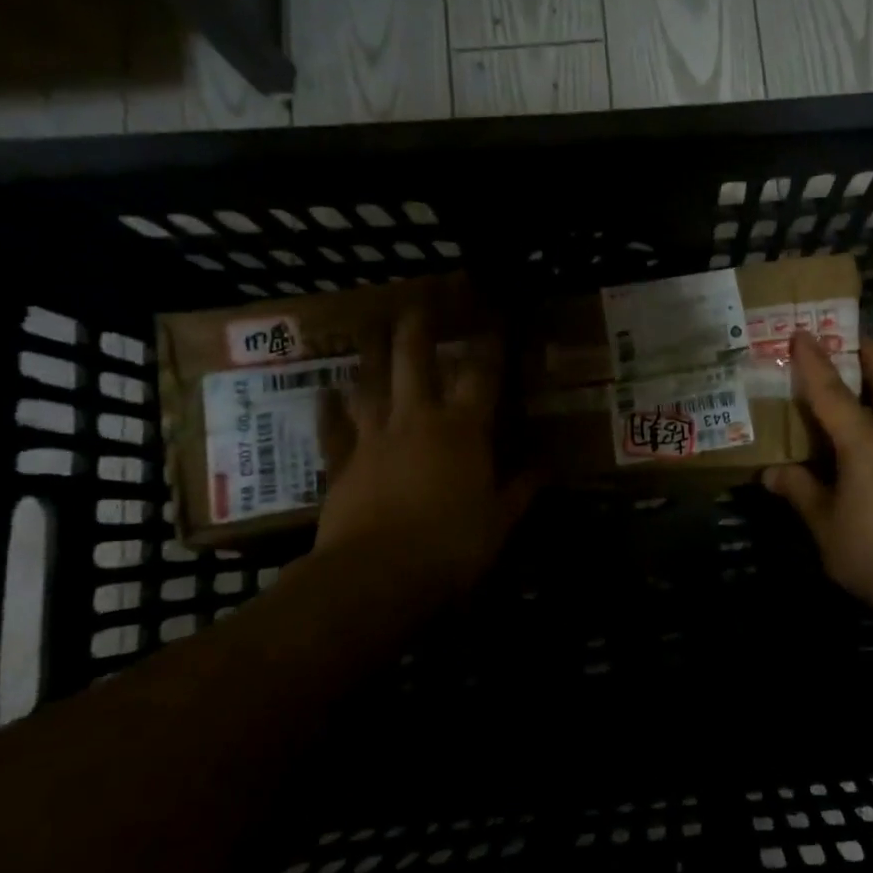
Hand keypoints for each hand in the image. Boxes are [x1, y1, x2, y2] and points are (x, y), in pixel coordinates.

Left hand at [313, 309, 535, 602]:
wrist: (375, 576)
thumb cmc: (451, 547)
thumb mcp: (500, 521)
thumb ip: (522, 490)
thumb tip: (547, 467)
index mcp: (463, 430)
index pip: (481, 374)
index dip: (490, 343)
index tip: (495, 316)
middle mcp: (417, 419)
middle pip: (414, 358)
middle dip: (419, 324)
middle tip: (420, 296)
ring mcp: (373, 438)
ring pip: (369, 382)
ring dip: (371, 351)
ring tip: (371, 325)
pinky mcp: (341, 463)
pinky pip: (333, 427)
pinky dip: (329, 408)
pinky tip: (325, 390)